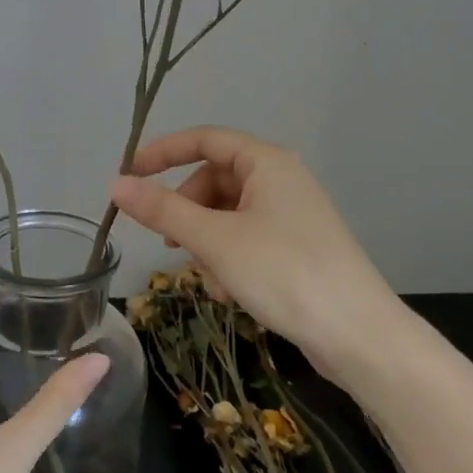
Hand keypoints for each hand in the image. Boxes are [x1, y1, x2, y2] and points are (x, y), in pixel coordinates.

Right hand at [108, 126, 401, 383]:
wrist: (356, 332)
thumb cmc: (283, 272)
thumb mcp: (215, 240)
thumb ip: (163, 210)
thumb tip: (117, 185)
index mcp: (267, 162)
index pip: (205, 139)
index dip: (163, 152)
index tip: (129, 176)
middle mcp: (282, 179)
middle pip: (215, 180)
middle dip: (188, 212)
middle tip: (169, 244)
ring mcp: (292, 214)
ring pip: (228, 215)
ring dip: (207, 244)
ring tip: (210, 280)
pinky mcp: (297, 246)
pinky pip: (247, 239)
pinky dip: (229, 260)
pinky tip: (230, 293)